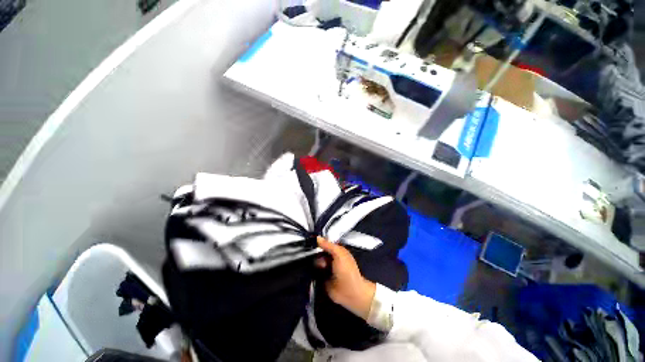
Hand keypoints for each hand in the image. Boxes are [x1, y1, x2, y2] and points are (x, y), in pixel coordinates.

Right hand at [315, 237, 375, 319]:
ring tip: (317, 266)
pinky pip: (313, 272)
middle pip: (319, 252)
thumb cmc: (347, 270)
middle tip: (315, 256)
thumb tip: (318, 238)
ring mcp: (325, 269)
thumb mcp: (339, 254)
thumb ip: (328, 245)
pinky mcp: (321, 279)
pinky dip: (311, 271)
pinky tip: (309, 270)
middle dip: (315, 253)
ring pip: (315, 262)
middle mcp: (331, 259)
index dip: (319, 242)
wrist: (349, 292)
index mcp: (337, 251)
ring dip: (314, 262)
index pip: (326, 244)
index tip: (311, 241)